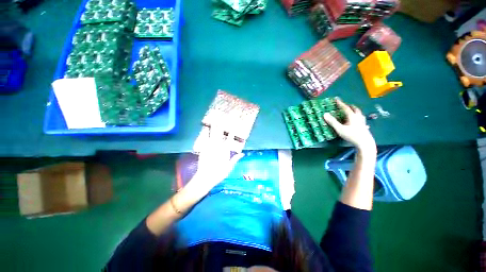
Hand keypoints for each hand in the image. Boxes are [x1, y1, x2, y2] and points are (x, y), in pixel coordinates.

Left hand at [192, 126, 243, 192]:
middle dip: (221, 126)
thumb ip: (235, 158)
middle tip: (222, 119)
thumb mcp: (229, 167)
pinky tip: (205, 129)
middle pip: (220, 134)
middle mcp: (218, 146)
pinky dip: (205, 134)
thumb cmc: (219, 173)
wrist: (206, 177)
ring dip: (214, 128)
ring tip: (214, 121)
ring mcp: (210, 147)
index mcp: (225, 150)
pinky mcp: (204, 149)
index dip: (232, 132)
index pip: (230, 139)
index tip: (234, 126)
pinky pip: (205, 140)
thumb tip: (242, 153)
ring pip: (212, 135)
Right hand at [323, 99, 375, 153]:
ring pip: (359, 113)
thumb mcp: (339, 129)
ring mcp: (362, 122)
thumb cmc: (351, 135)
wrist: (365, 143)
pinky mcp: (364, 126)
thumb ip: (332, 122)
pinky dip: (358, 117)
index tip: (336, 99)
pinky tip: (358, 121)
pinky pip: (361, 119)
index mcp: (352, 116)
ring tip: (352, 111)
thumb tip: (325, 114)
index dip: (340, 103)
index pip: (346, 108)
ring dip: (355, 111)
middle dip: (350, 106)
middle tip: (346, 105)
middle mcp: (358, 117)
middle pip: (355, 109)